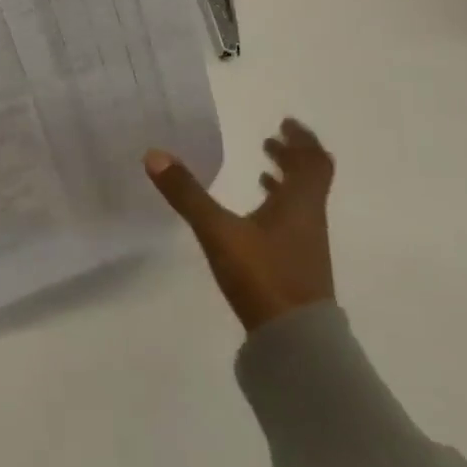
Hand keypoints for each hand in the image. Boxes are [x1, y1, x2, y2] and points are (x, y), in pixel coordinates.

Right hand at [144, 118, 335, 331]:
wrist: (296, 343)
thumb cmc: (263, 276)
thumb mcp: (218, 231)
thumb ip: (187, 194)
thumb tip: (154, 154)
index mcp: (299, 204)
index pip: (312, 162)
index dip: (302, 140)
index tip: (286, 124)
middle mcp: (309, 220)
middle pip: (310, 180)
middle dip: (292, 158)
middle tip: (271, 142)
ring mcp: (306, 246)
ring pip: (302, 203)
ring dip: (286, 182)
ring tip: (264, 171)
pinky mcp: (297, 268)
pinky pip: (292, 224)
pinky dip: (278, 209)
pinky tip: (256, 219)